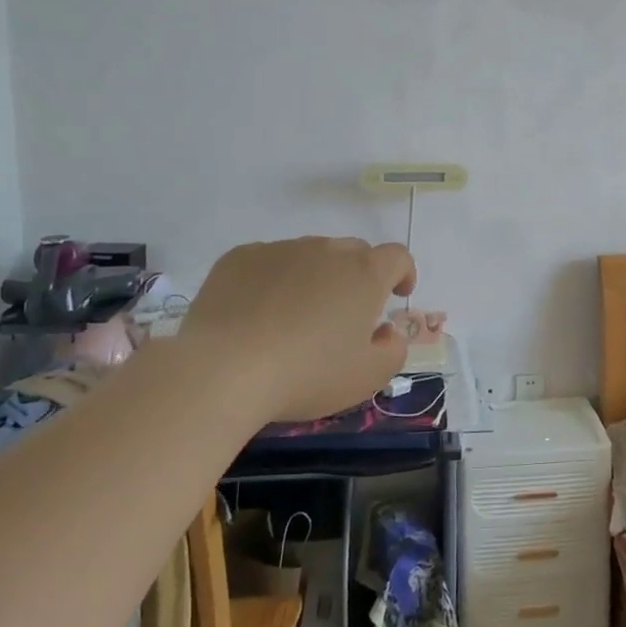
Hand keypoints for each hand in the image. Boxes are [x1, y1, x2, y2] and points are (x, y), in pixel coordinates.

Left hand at [180, 237, 416, 423]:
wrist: (222, 370)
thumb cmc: (306, 374)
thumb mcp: (367, 377)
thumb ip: (393, 349)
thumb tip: (386, 331)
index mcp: (364, 274)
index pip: (397, 257)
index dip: (402, 273)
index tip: (395, 295)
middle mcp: (326, 250)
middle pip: (353, 252)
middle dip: (357, 276)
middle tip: (344, 314)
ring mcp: (280, 249)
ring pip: (309, 255)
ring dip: (314, 277)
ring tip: (295, 317)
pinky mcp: (239, 257)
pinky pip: (268, 262)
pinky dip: (273, 280)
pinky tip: (257, 315)